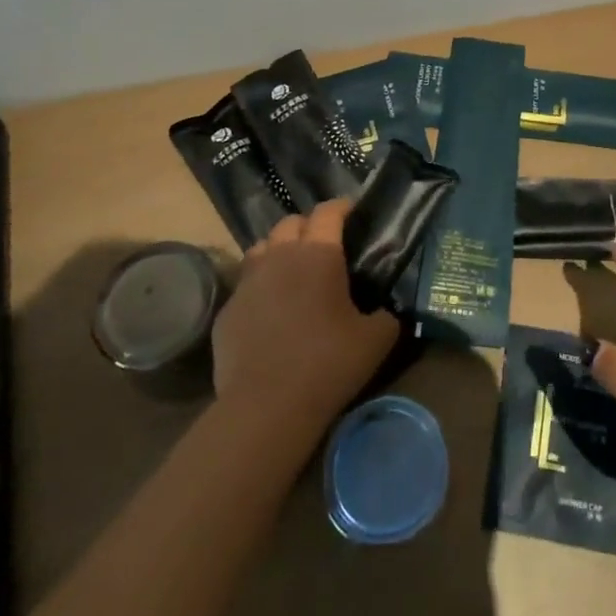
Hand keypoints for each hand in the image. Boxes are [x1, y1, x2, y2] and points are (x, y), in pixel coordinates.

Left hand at [212, 200, 397, 426]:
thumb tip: (387, 310)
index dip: (341, 207)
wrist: (265, 408)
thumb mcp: (376, 340)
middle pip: (290, 222)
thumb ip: (386, 315)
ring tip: (291, 270)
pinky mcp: (227, 310)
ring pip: (261, 247)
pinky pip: (245, 285)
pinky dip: (259, 286)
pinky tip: (269, 310)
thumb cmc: (327, 364)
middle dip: (308, 226)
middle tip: (323, 245)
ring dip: (278, 250)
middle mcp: (280, 256)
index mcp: (319, 254)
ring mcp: (248, 282)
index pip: (328, 212)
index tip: (352, 212)